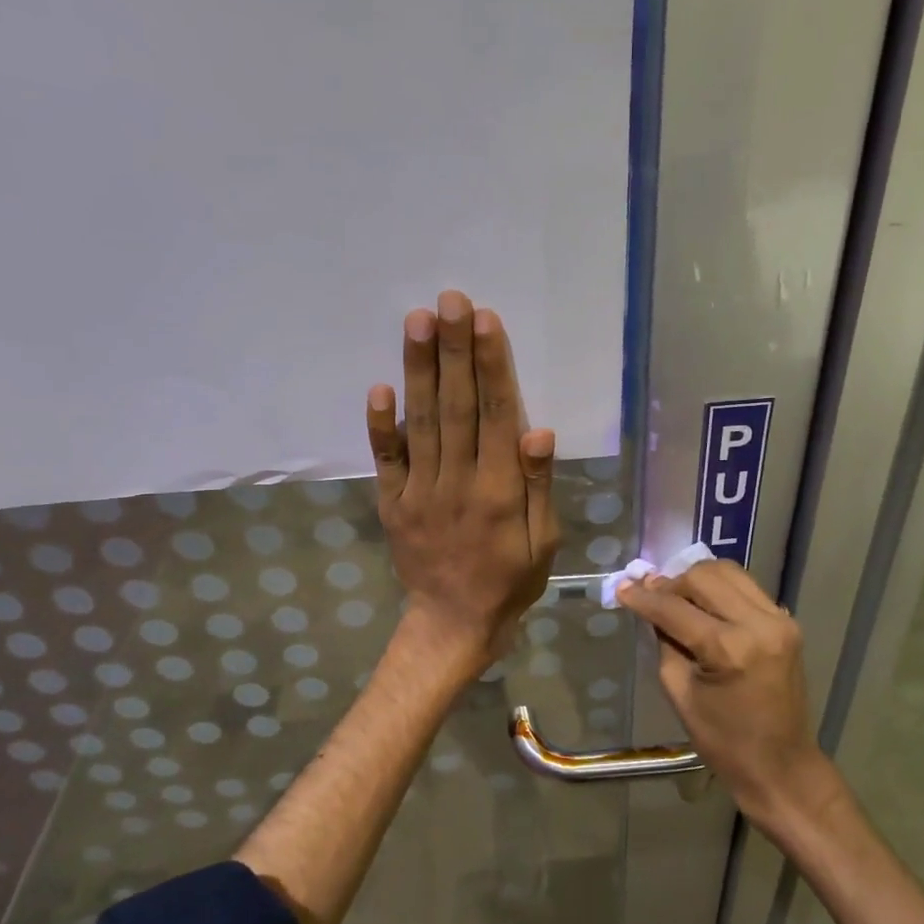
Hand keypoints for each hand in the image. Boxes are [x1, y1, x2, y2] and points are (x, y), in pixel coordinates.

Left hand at [366, 290, 559, 665]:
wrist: (454, 623)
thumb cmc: (510, 580)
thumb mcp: (544, 542)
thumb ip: (538, 487)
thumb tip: (538, 432)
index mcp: (499, 491)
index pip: (497, 417)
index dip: (492, 367)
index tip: (485, 322)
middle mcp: (457, 483)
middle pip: (456, 407)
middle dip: (454, 351)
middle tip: (450, 300)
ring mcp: (419, 492)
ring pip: (421, 422)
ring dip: (419, 370)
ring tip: (418, 321)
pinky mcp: (392, 503)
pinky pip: (385, 460)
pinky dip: (380, 424)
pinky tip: (379, 386)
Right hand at [618, 561, 831, 826]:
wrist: (781, 765)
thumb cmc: (725, 741)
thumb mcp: (680, 692)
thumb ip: (665, 642)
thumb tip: (651, 608)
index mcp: (731, 649)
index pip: (676, 609)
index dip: (644, 597)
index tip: (622, 587)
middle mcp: (760, 624)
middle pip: (705, 577)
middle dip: (672, 583)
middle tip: (651, 595)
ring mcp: (779, 619)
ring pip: (729, 572)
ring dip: (697, 580)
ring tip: (677, 597)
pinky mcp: (787, 622)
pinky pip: (746, 588)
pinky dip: (721, 589)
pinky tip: (704, 605)